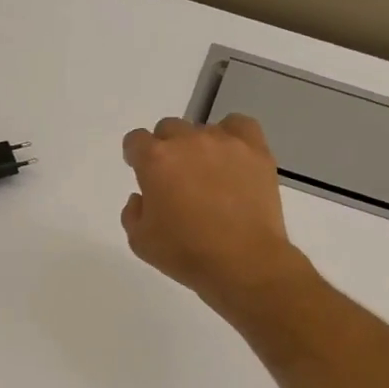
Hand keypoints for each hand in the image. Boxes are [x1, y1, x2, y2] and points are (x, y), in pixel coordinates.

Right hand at [121, 114, 307, 312]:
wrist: (243, 261)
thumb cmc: (186, 254)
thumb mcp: (140, 242)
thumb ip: (133, 212)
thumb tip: (142, 197)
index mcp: (155, 160)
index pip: (136, 141)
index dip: (135, 156)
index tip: (141, 172)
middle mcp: (188, 141)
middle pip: (168, 129)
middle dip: (166, 150)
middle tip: (175, 179)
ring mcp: (224, 142)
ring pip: (202, 130)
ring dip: (198, 148)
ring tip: (208, 176)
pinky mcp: (255, 150)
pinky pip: (239, 126)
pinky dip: (232, 136)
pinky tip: (231, 157)